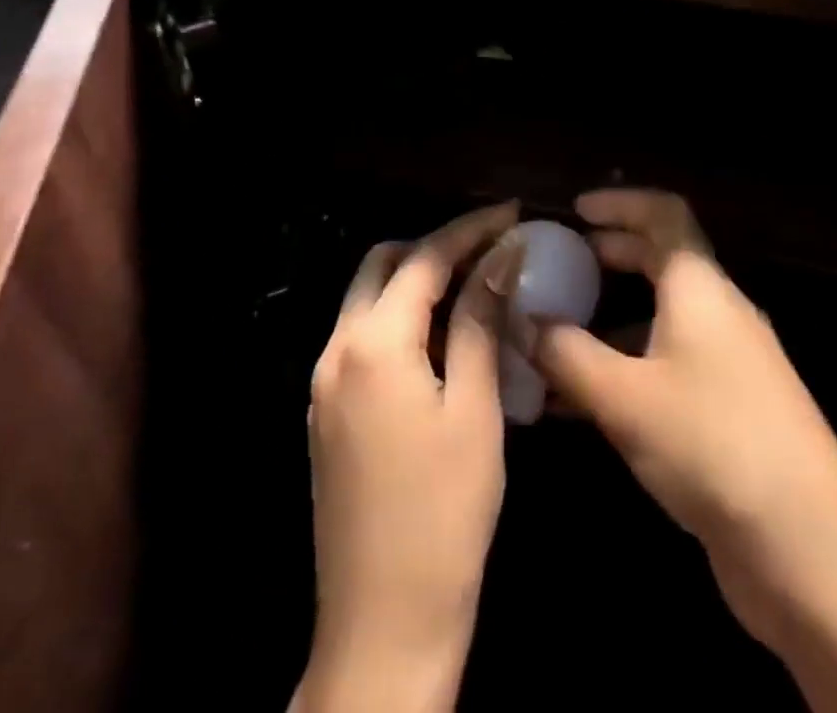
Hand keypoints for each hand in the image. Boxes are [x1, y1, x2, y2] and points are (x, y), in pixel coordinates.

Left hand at [295, 201, 520, 712]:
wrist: (384, 624)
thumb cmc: (444, 512)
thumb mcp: (474, 407)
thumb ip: (481, 321)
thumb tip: (502, 255)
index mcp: (372, 342)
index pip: (424, 258)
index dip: (471, 229)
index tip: (512, 213)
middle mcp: (336, 349)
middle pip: (383, 265)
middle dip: (436, 247)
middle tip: (490, 250)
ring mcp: (324, 382)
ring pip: (368, 299)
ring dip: (417, 282)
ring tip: (474, 289)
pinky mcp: (327, 411)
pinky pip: (363, 338)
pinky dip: (401, 319)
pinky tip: (443, 341)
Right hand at [523, 189, 836, 650]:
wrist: (812, 552)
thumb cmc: (712, 444)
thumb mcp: (623, 396)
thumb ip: (565, 352)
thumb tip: (521, 319)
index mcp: (701, 288)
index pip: (664, 215)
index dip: (619, 202)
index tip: (574, 211)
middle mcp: (720, 314)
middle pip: (662, 261)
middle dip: (609, 256)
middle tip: (560, 265)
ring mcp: (731, 364)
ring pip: (662, 319)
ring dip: (610, 319)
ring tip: (556, 336)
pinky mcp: (731, 411)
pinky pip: (668, 366)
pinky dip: (626, 366)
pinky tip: (581, 403)